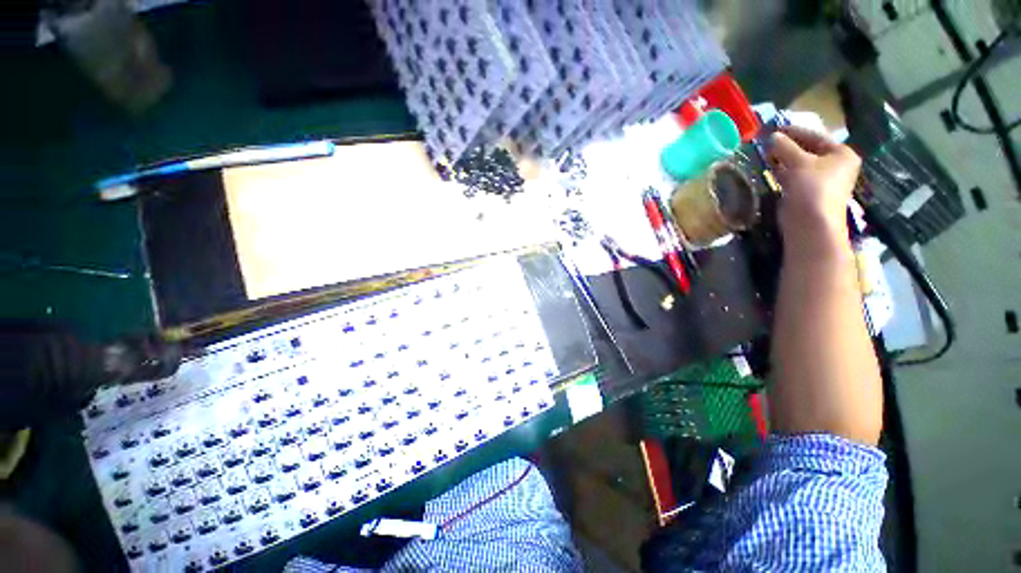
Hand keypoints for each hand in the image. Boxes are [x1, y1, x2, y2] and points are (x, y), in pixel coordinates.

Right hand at [767, 126, 861, 254]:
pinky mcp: (806, 192)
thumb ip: (785, 147)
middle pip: (808, 149)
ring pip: (799, 163)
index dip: (794, 131)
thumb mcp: (799, 163)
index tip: (773, 128)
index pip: (815, 136)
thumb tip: (772, 136)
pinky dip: (781, 171)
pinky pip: (793, 176)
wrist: (811, 224)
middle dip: (786, 146)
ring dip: (782, 158)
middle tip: (766, 141)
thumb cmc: (812, 189)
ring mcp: (820, 179)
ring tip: (764, 153)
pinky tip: (768, 169)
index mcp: (840, 153)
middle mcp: (833, 164)